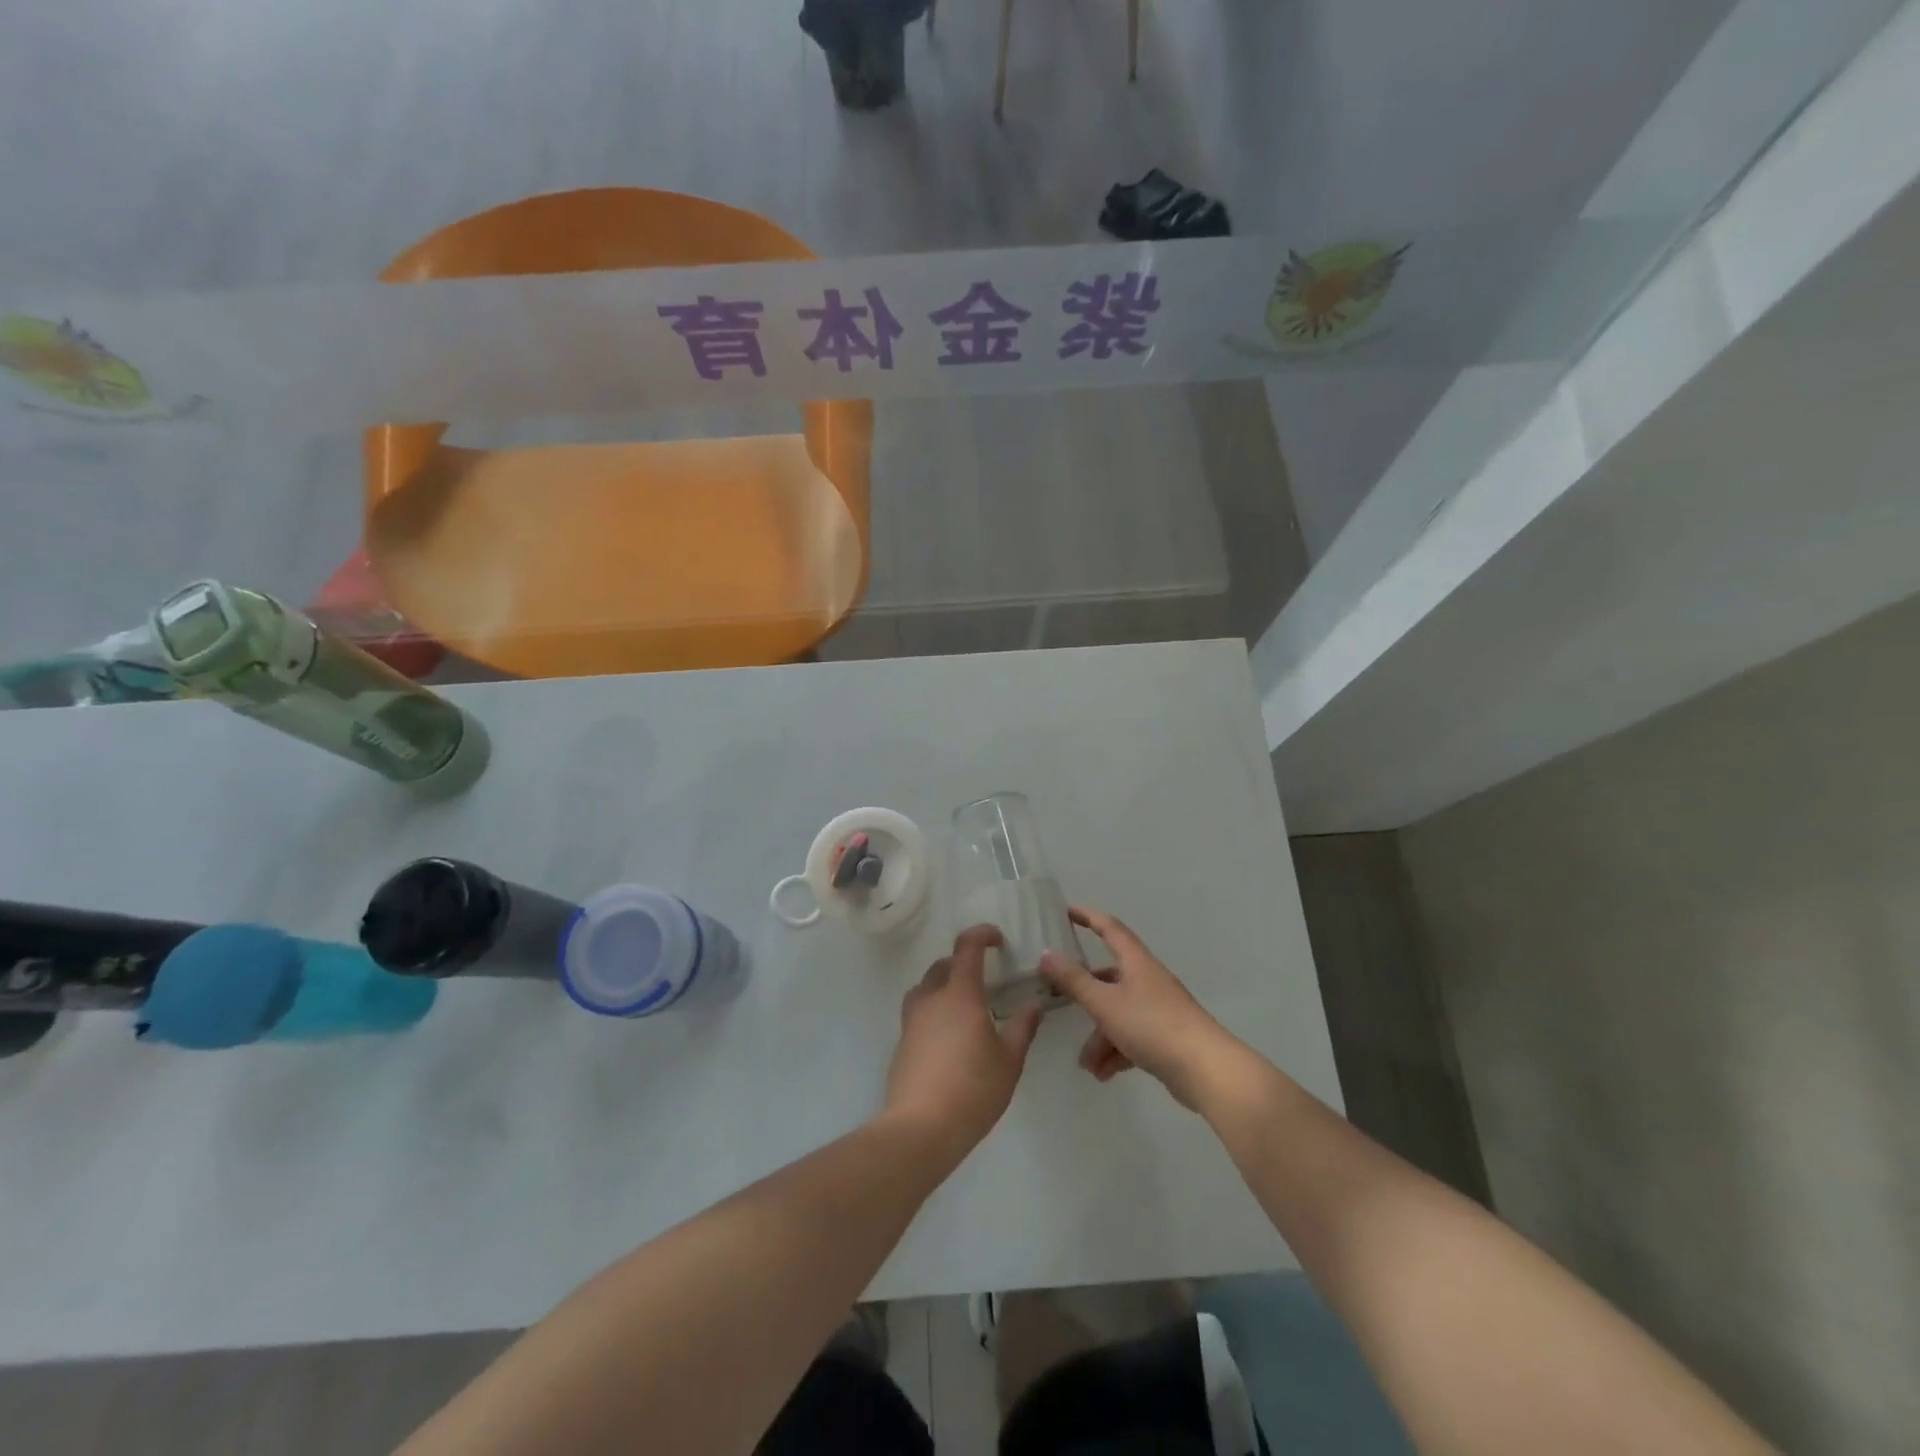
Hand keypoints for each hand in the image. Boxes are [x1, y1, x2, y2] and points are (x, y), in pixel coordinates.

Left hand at [883, 925, 1042, 1159]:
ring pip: (925, 988)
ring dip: (943, 986)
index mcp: (960, 994)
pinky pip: (918, 1013)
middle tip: (984, 980)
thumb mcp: (1009, 1061)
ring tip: (964, 1008)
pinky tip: (949, 1039)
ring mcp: (912, 1020)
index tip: (998, 939)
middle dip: (962, 963)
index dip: (982, 935)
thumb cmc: (973, 1089)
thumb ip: (1022, 1028)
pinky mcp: (902, 1043)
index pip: (967, 947)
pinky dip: (934, 1012)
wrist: (920, 1128)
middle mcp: (932, 999)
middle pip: (942, 966)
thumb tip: (1033, 1004)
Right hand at [1039, 906, 1237, 1109]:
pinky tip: (1105, 1074)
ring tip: (1088, 1066)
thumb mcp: (1105, 1003)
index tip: (1067, 912)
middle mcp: (1148, 980)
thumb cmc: (1152, 1026)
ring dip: (1099, 1038)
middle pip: (1109, 978)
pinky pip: (1132, 1037)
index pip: (1110, 928)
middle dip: (1086, 996)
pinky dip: (1116, 1052)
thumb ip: (1073, 980)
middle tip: (1061, 1004)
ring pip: (1118, 1014)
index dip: (1088, 917)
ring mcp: (1159, 1009)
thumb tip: (1046, 954)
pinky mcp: (1166, 1037)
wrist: (1206, 1070)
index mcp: (1136, 962)